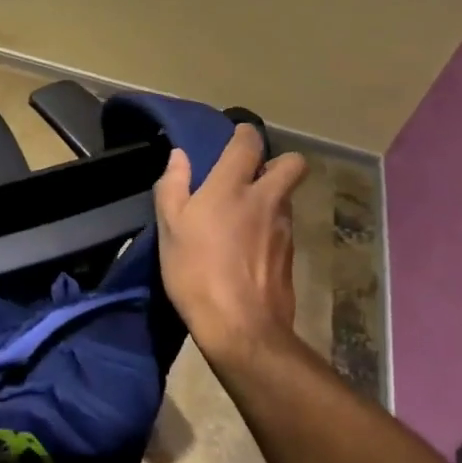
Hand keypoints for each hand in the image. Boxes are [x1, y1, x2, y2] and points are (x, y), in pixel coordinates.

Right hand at [153, 126, 307, 370]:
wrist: (241, 328)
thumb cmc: (196, 271)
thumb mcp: (170, 227)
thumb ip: (173, 185)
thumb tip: (179, 156)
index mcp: (232, 187)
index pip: (249, 143)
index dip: (244, 134)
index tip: (234, 137)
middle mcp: (266, 200)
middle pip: (292, 165)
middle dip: (276, 162)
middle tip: (250, 176)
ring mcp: (283, 229)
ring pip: (285, 198)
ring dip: (269, 198)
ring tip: (242, 218)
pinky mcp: (290, 257)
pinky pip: (282, 228)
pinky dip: (268, 229)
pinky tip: (247, 248)